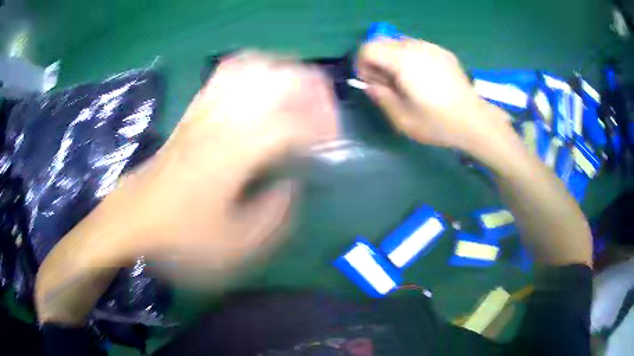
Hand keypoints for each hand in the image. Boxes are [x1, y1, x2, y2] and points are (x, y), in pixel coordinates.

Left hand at [91, 52, 337, 285]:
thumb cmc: (180, 237)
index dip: (322, 129)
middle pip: (277, 78)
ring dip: (285, 75)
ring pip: (253, 66)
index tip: (331, 146)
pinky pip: (225, 73)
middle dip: (312, 90)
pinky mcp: (194, 110)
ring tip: (299, 97)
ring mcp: (205, 110)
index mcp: (235, 154)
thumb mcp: (235, 246)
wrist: (134, 218)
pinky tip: (262, 90)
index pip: (293, 123)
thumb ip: (274, 217)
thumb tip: (291, 186)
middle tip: (323, 114)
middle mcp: (222, 121)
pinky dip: (253, 71)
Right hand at [357, 38, 510, 152]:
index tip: (372, 83)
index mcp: (403, 61)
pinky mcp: (443, 52)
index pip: (368, 48)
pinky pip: (417, 47)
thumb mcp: (402, 119)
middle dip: (377, 60)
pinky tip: (423, 78)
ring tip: (406, 81)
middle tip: (388, 84)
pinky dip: (410, 58)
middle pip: (382, 41)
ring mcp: (431, 47)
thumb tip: (371, 85)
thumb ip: (381, 97)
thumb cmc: (438, 123)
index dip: (362, 64)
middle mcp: (415, 47)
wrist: (473, 120)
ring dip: (393, 58)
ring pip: (399, 43)